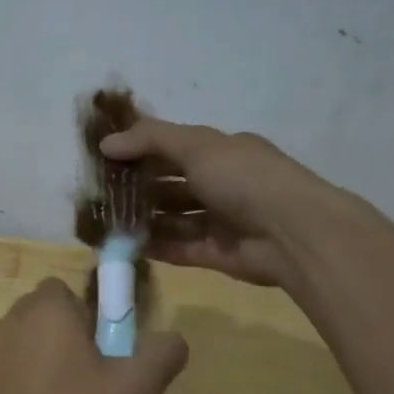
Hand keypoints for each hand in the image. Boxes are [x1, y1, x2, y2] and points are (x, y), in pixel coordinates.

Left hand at [0, 278, 186, 393]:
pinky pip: (4, 380)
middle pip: (44, 319)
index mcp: (45, 310)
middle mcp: (8, 323)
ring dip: (41, 366)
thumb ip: (163, 353)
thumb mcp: (138, 389)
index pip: (67, 291)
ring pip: (23, 349)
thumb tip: (171, 339)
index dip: (89, 317)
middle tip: (92, 382)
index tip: (105, 352)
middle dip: (66, 340)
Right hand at [101, 117, 331, 286]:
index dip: (141, 151)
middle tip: (100, 194)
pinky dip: (155, 246)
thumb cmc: (244, 178)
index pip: (174, 148)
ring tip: (106, 222)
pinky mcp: (217, 253)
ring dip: (142, 219)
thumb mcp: (197, 145)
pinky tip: (125, 245)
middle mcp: (222, 184)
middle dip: (138, 188)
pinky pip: (179, 248)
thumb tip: (106, 143)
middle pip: (171, 185)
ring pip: (173, 218)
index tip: (106, 158)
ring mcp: (220, 221)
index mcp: (222, 152)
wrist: (293, 233)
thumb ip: (150, 140)